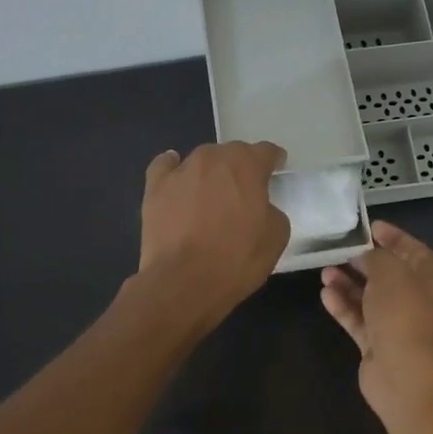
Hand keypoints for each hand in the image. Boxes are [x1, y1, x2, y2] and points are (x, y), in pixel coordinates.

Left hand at [138, 141, 289, 326]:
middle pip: (232, 152)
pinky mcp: (155, 187)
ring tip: (212, 192)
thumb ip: (272, 212)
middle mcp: (213, 159)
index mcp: (247, 166)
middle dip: (241, 167)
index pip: (266, 151)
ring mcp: (181, 170)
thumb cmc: (236, 260)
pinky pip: (165, 166)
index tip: (276, 169)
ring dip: (211, 171)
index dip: (273, 160)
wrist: (183, 282)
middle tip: (245, 190)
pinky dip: (173, 168)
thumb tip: (261, 207)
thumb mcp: (275, 238)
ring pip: (202, 160)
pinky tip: (177, 178)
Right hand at [319, 221, 432, 409]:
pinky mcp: (378, 344)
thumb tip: (364, 256)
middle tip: (339, 249)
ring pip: (370, 297)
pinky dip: (344, 306)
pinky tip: (325, 294)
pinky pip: (359, 319)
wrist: (404, 374)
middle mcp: (419, 300)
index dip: (393, 237)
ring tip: (325, 271)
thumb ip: (375, 257)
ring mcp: (398, 324)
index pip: (414, 250)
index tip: (370, 226)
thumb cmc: (404, 313)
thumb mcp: (390, 272)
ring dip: (348, 284)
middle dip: (364, 261)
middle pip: (389, 274)